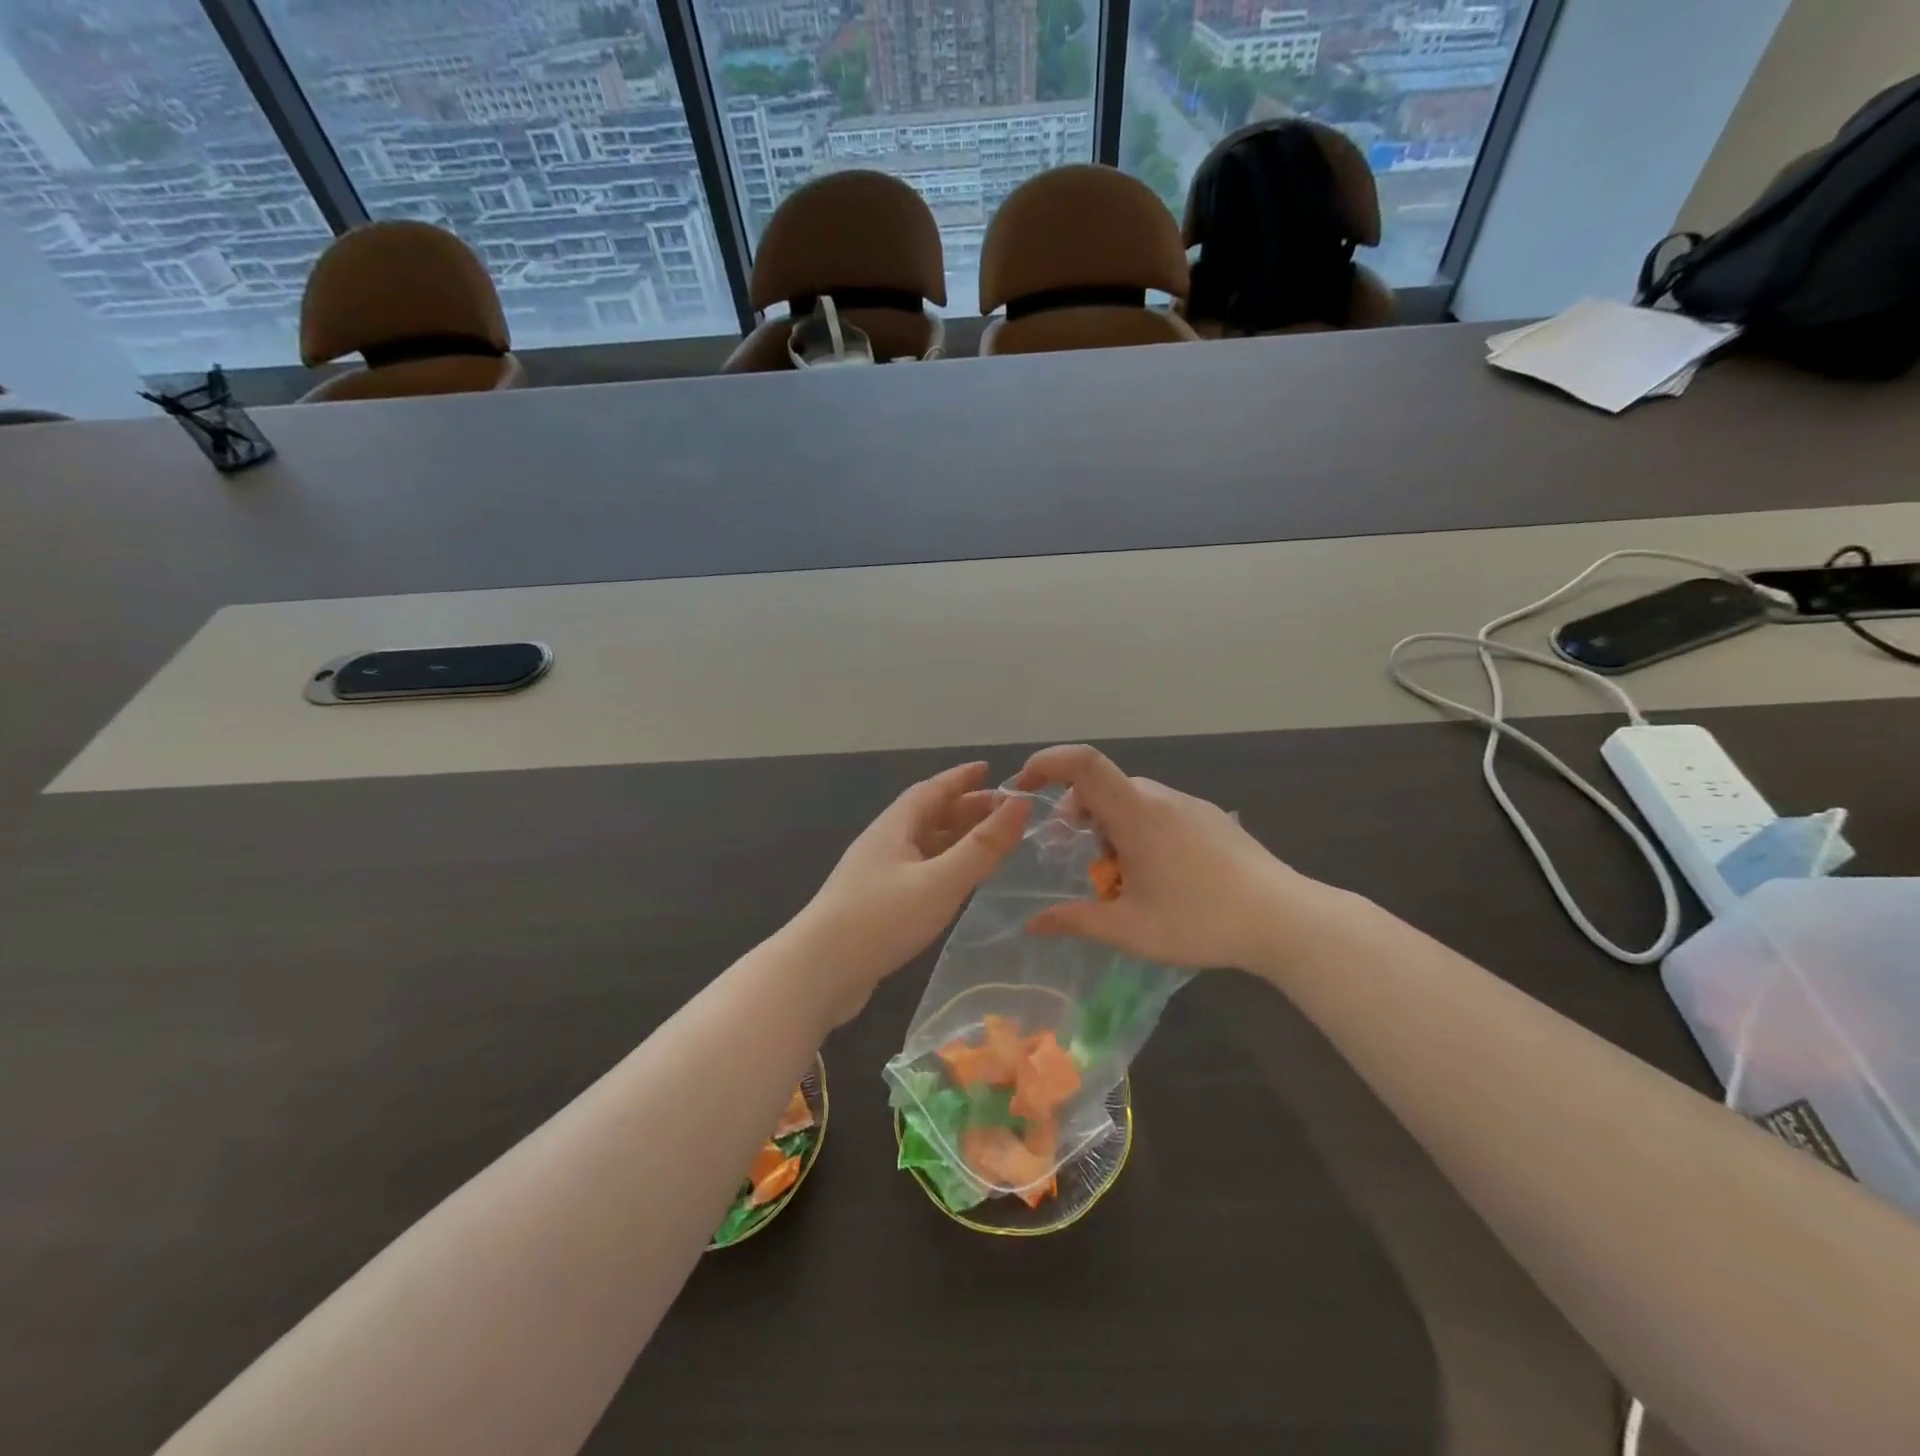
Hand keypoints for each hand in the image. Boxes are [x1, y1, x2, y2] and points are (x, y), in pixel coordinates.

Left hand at [792, 762, 1028, 1022]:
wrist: (817, 973)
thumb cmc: (881, 919)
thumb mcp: (940, 881)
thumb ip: (982, 846)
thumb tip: (1020, 804)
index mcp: (894, 827)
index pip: (931, 790)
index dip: (961, 778)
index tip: (989, 769)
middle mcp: (883, 844)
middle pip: (927, 815)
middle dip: (965, 808)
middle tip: (1003, 812)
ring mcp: (875, 876)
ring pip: (922, 845)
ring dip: (954, 838)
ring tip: (988, 843)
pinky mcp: (874, 906)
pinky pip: (917, 871)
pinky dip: (943, 866)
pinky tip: (956, 882)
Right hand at [1014, 744, 1329, 973]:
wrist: (1285, 920)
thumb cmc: (1200, 921)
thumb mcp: (1129, 930)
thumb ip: (1075, 921)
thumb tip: (1032, 924)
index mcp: (1135, 814)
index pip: (1082, 763)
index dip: (1047, 763)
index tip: (1024, 787)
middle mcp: (1160, 797)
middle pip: (1103, 787)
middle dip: (1080, 817)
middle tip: (1085, 861)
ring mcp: (1189, 804)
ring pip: (1131, 801)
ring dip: (1112, 828)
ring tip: (1127, 878)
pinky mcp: (1210, 817)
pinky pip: (1159, 810)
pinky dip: (1140, 830)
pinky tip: (1162, 874)